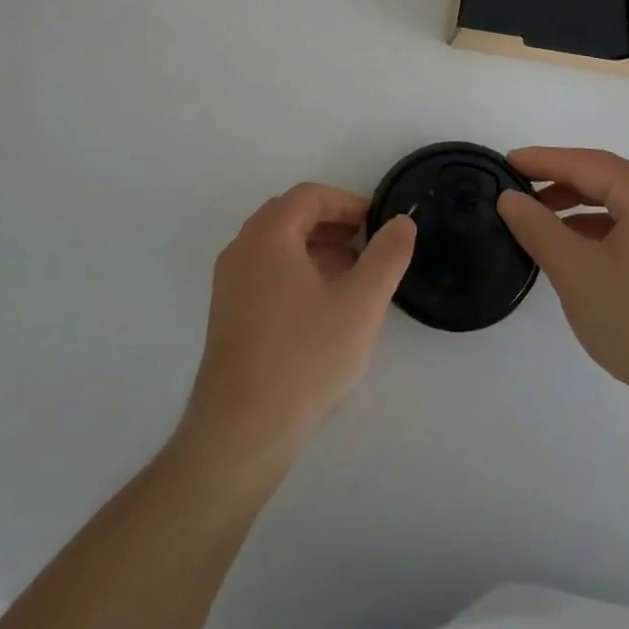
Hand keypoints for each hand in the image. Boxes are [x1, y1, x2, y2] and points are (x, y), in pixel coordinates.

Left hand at [179, 185, 416, 470]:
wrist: (240, 432)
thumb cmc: (304, 358)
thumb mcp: (360, 304)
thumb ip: (387, 256)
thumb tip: (402, 222)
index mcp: (268, 235)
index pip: (309, 196)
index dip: (347, 202)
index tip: (377, 223)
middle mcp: (241, 250)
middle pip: (289, 216)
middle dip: (331, 224)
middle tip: (366, 245)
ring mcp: (228, 284)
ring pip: (276, 247)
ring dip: (315, 249)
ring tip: (351, 277)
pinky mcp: (226, 316)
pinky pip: (265, 273)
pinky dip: (296, 272)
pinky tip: (321, 309)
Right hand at [497, 148, 628, 417]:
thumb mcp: (576, 271)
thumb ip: (537, 227)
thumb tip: (509, 198)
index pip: (587, 164)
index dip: (543, 161)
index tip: (506, 162)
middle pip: (606, 180)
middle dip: (559, 184)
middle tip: (518, 192)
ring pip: (620, 207)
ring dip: (578, 210)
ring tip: (540, 222)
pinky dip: (601, 232)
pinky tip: (577, 251)